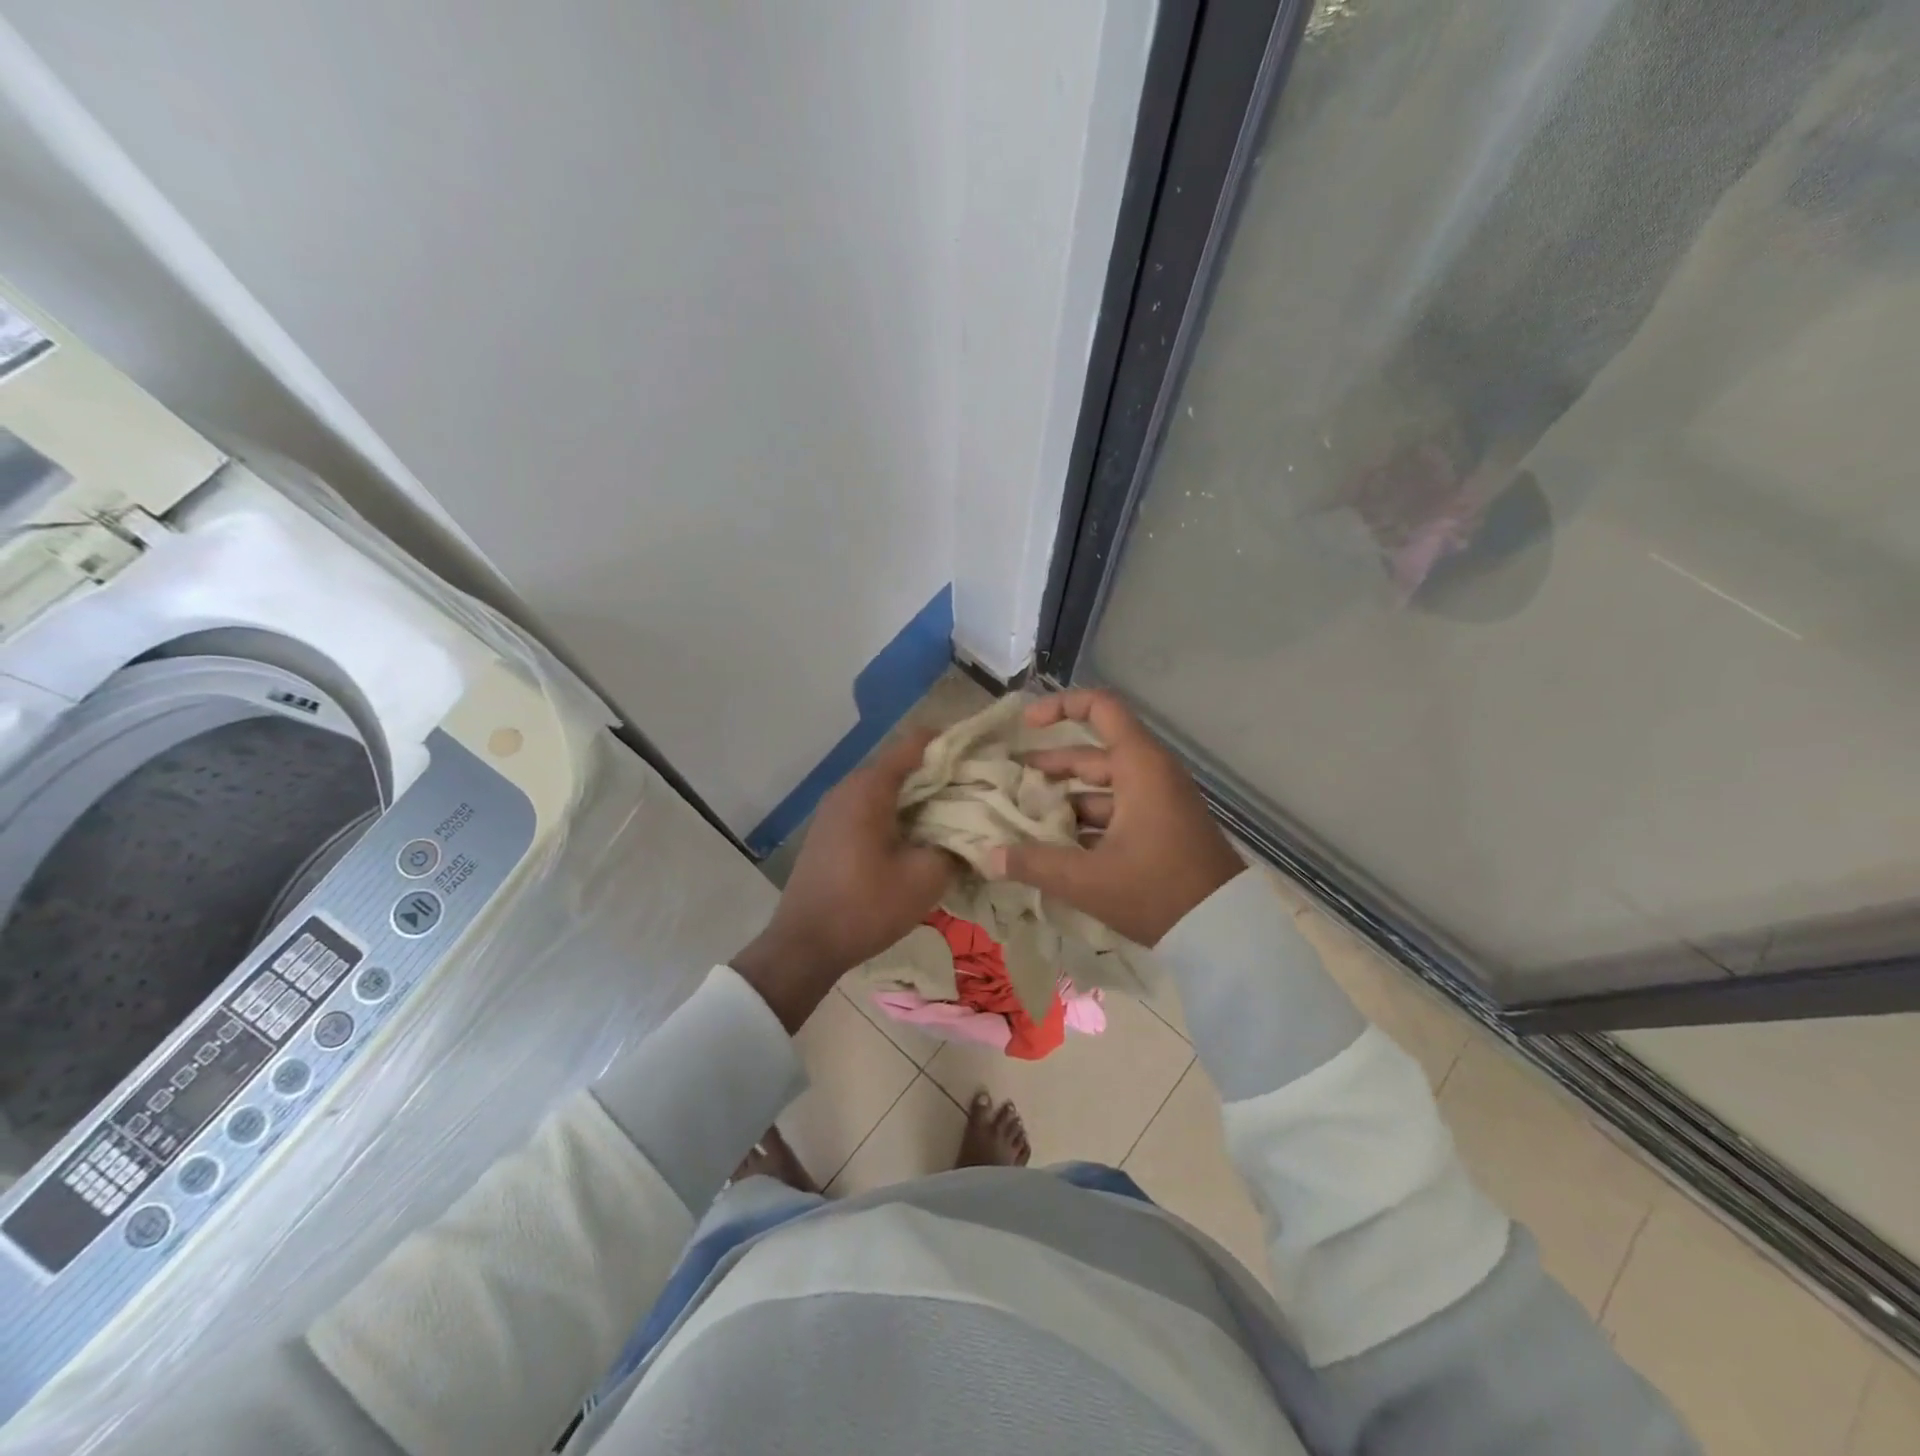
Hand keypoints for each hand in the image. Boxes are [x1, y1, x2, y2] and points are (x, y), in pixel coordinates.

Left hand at [732, 731, 955, 1029]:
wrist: (805, 946)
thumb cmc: (866, 907)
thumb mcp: (924, 878)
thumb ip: (956, 846)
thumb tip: (976, 832)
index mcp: (870, 787)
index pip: (916, 742)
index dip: (953, 744)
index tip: (983, 758)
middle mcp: (849, 786)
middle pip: (903, 764)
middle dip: (942, 775)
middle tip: (979, 792)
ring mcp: (836, 808)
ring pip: (889, 788)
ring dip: (922, 798)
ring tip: (957, 816)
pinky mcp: (832, 830)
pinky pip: (873, 807)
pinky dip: (901, 813)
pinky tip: (921, 837)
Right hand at [990, 689, 1243, 945]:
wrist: (1224, 933)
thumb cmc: (1157, 891)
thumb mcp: (1088, 880)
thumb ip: (1034, 864)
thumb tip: (988, 856)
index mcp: (1140, 767)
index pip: (1101, 708)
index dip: (1061, 707)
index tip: (1026, 726)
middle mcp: (1151, 775)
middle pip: (1092, 755)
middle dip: (1049, 766)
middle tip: (1010, 782)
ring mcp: (1159, 803)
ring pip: (1102, 788)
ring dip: (1065, 799)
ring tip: (1024, 817)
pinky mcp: (1162, 829)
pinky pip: (1116, 811)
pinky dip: (1086, 822)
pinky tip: (1056, 847)